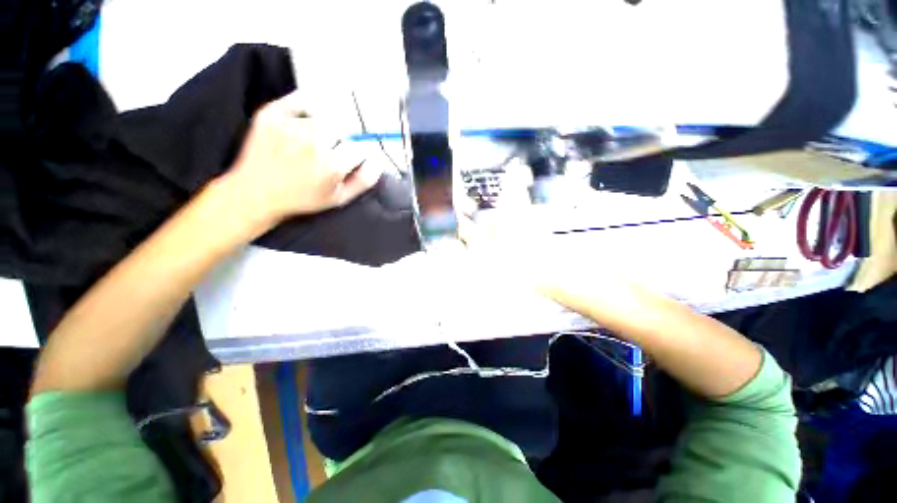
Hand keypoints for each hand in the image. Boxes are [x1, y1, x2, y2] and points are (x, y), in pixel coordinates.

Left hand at [225, 91, 382, 223]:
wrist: (256, 191)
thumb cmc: (303, 198)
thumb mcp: (338, 198)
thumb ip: (363, 181)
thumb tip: (378, 162)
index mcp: (331, 165)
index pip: (360, 148)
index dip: (357, 154)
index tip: (350, 160)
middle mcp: (313, 142)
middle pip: (344, 130)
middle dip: (342, 141)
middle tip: (331, 152)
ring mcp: (290, 125)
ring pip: (324, 117)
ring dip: (326, 127)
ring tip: (314, 141)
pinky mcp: (272, 113)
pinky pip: (301, 99)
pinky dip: (308, 108)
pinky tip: (305, 121)